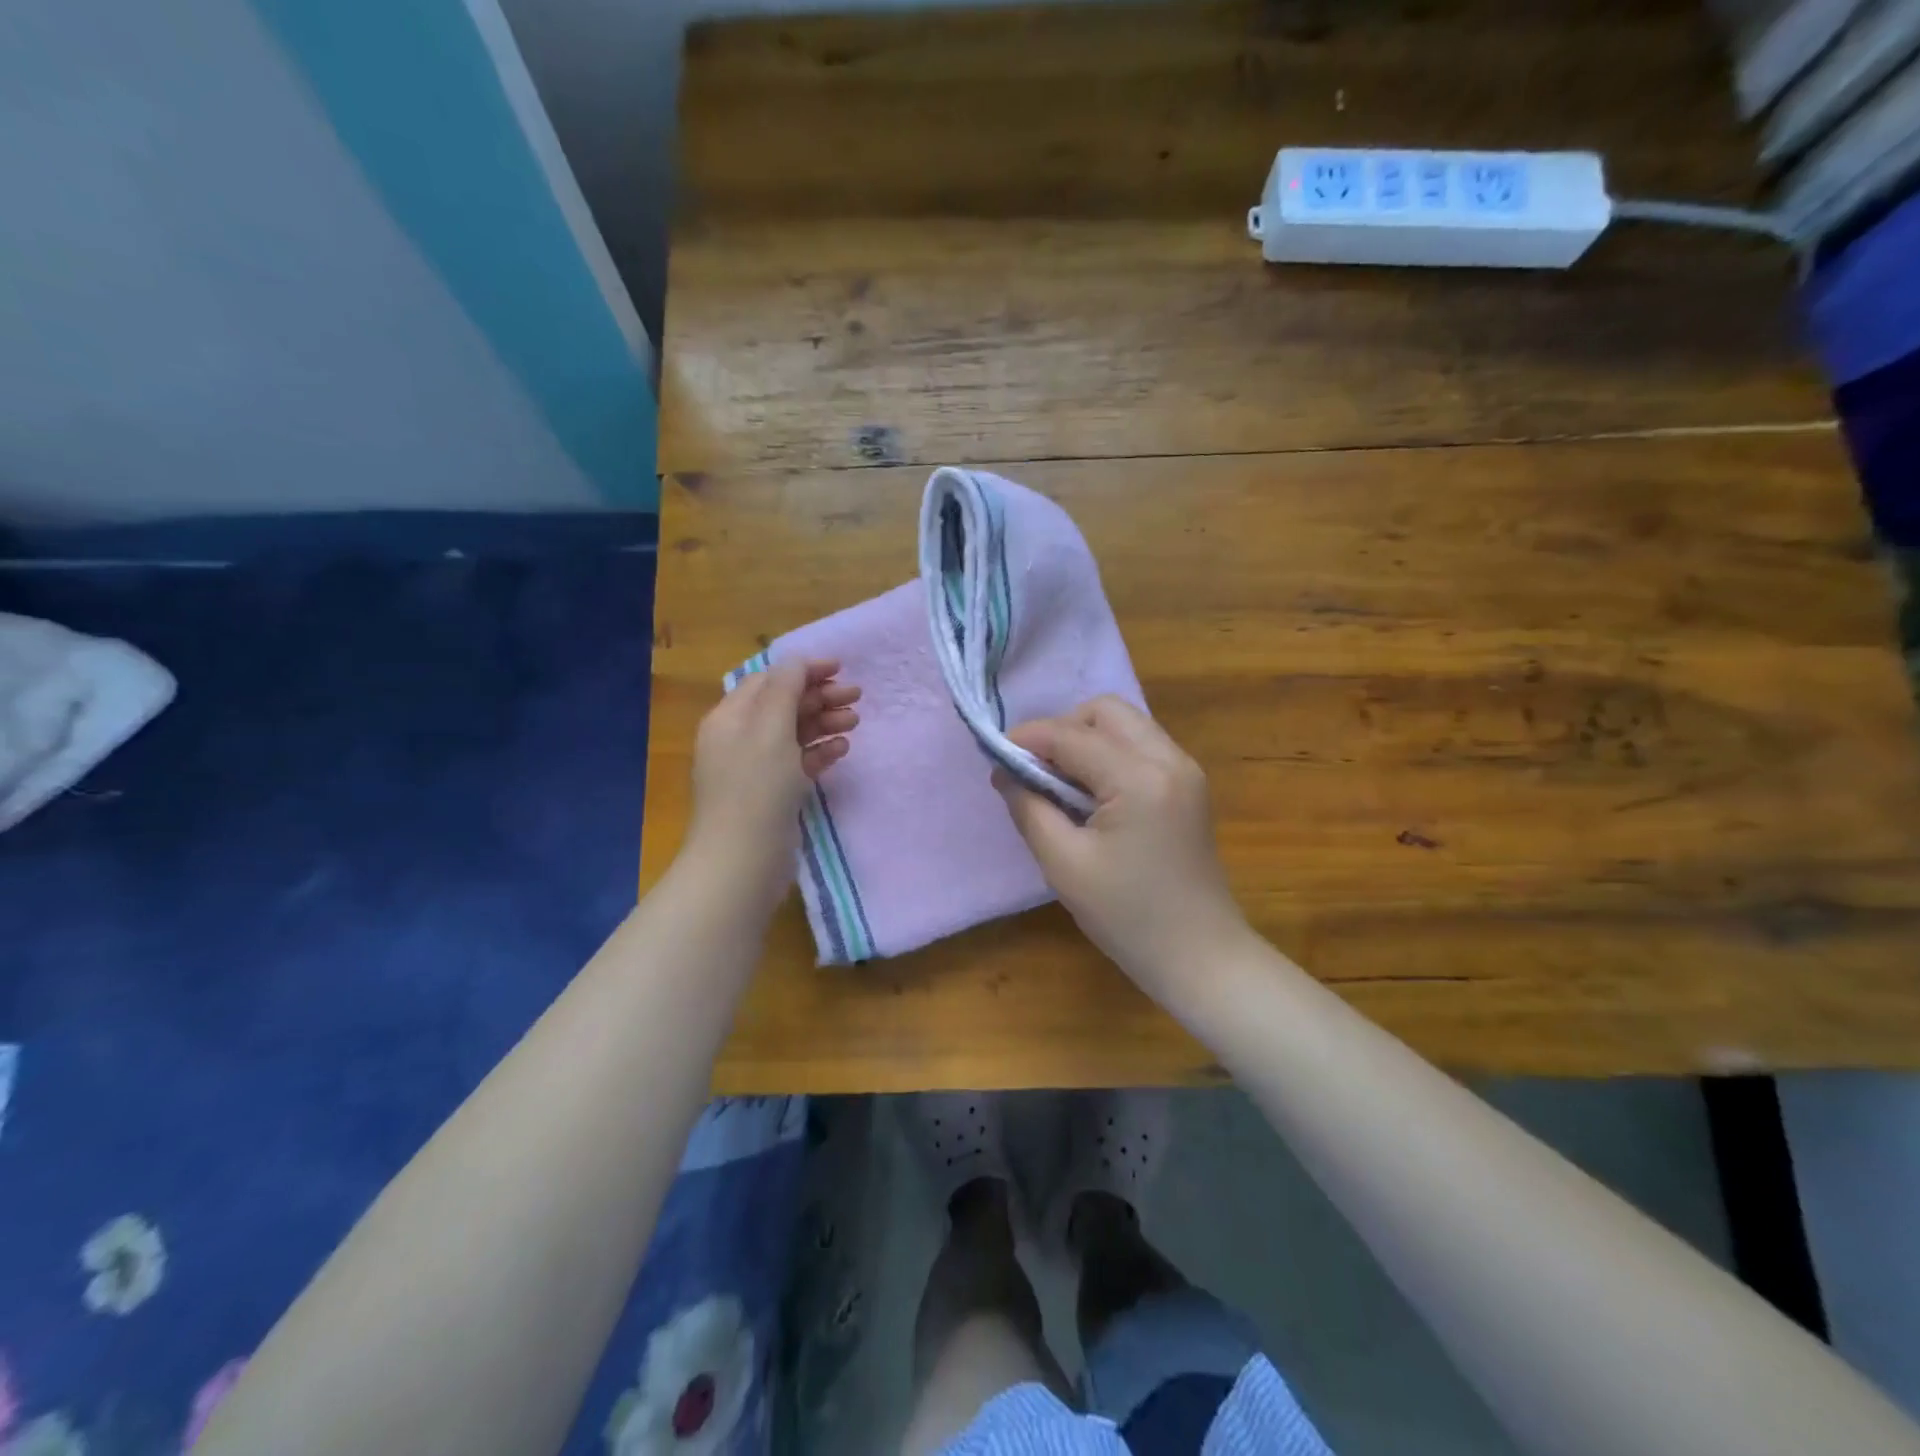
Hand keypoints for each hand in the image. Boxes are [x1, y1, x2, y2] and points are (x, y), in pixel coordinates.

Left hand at [684, 659, 858, 910]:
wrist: (742, 861)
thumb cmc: (756, 788)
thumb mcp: (770, 729)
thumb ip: (786, 689)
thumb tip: (798, 660)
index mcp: (730, 718)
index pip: (768, 680)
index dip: (803, 670)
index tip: (841, 668)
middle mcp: (740, 739)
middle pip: (783, 705)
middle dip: (819, 696)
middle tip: (856, 696)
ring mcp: (756, 769)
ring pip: (794, 734)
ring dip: (824, 723)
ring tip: (855, 722)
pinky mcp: (773, 794)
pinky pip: (799, 763)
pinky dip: (820, 752)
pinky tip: (841, 750)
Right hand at [995, 696, 1248, 999]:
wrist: (1201, 957)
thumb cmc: (1127, 917)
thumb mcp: (1064, 865)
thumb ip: (1029, 808)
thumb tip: (1006, 771)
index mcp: (1139, 778)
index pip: (1071, 735)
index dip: (1027, 738)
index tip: (995, 754)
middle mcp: (1169, 759)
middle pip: (1106, 711)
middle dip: (1063, 730)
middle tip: (1035, 770)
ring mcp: (1186, 770)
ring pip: (1126, 724)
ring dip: (1087, 739)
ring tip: (1060, 783)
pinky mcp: (1190, 785)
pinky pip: (1142, 746)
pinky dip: (1110, 755)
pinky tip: (1092, 793)